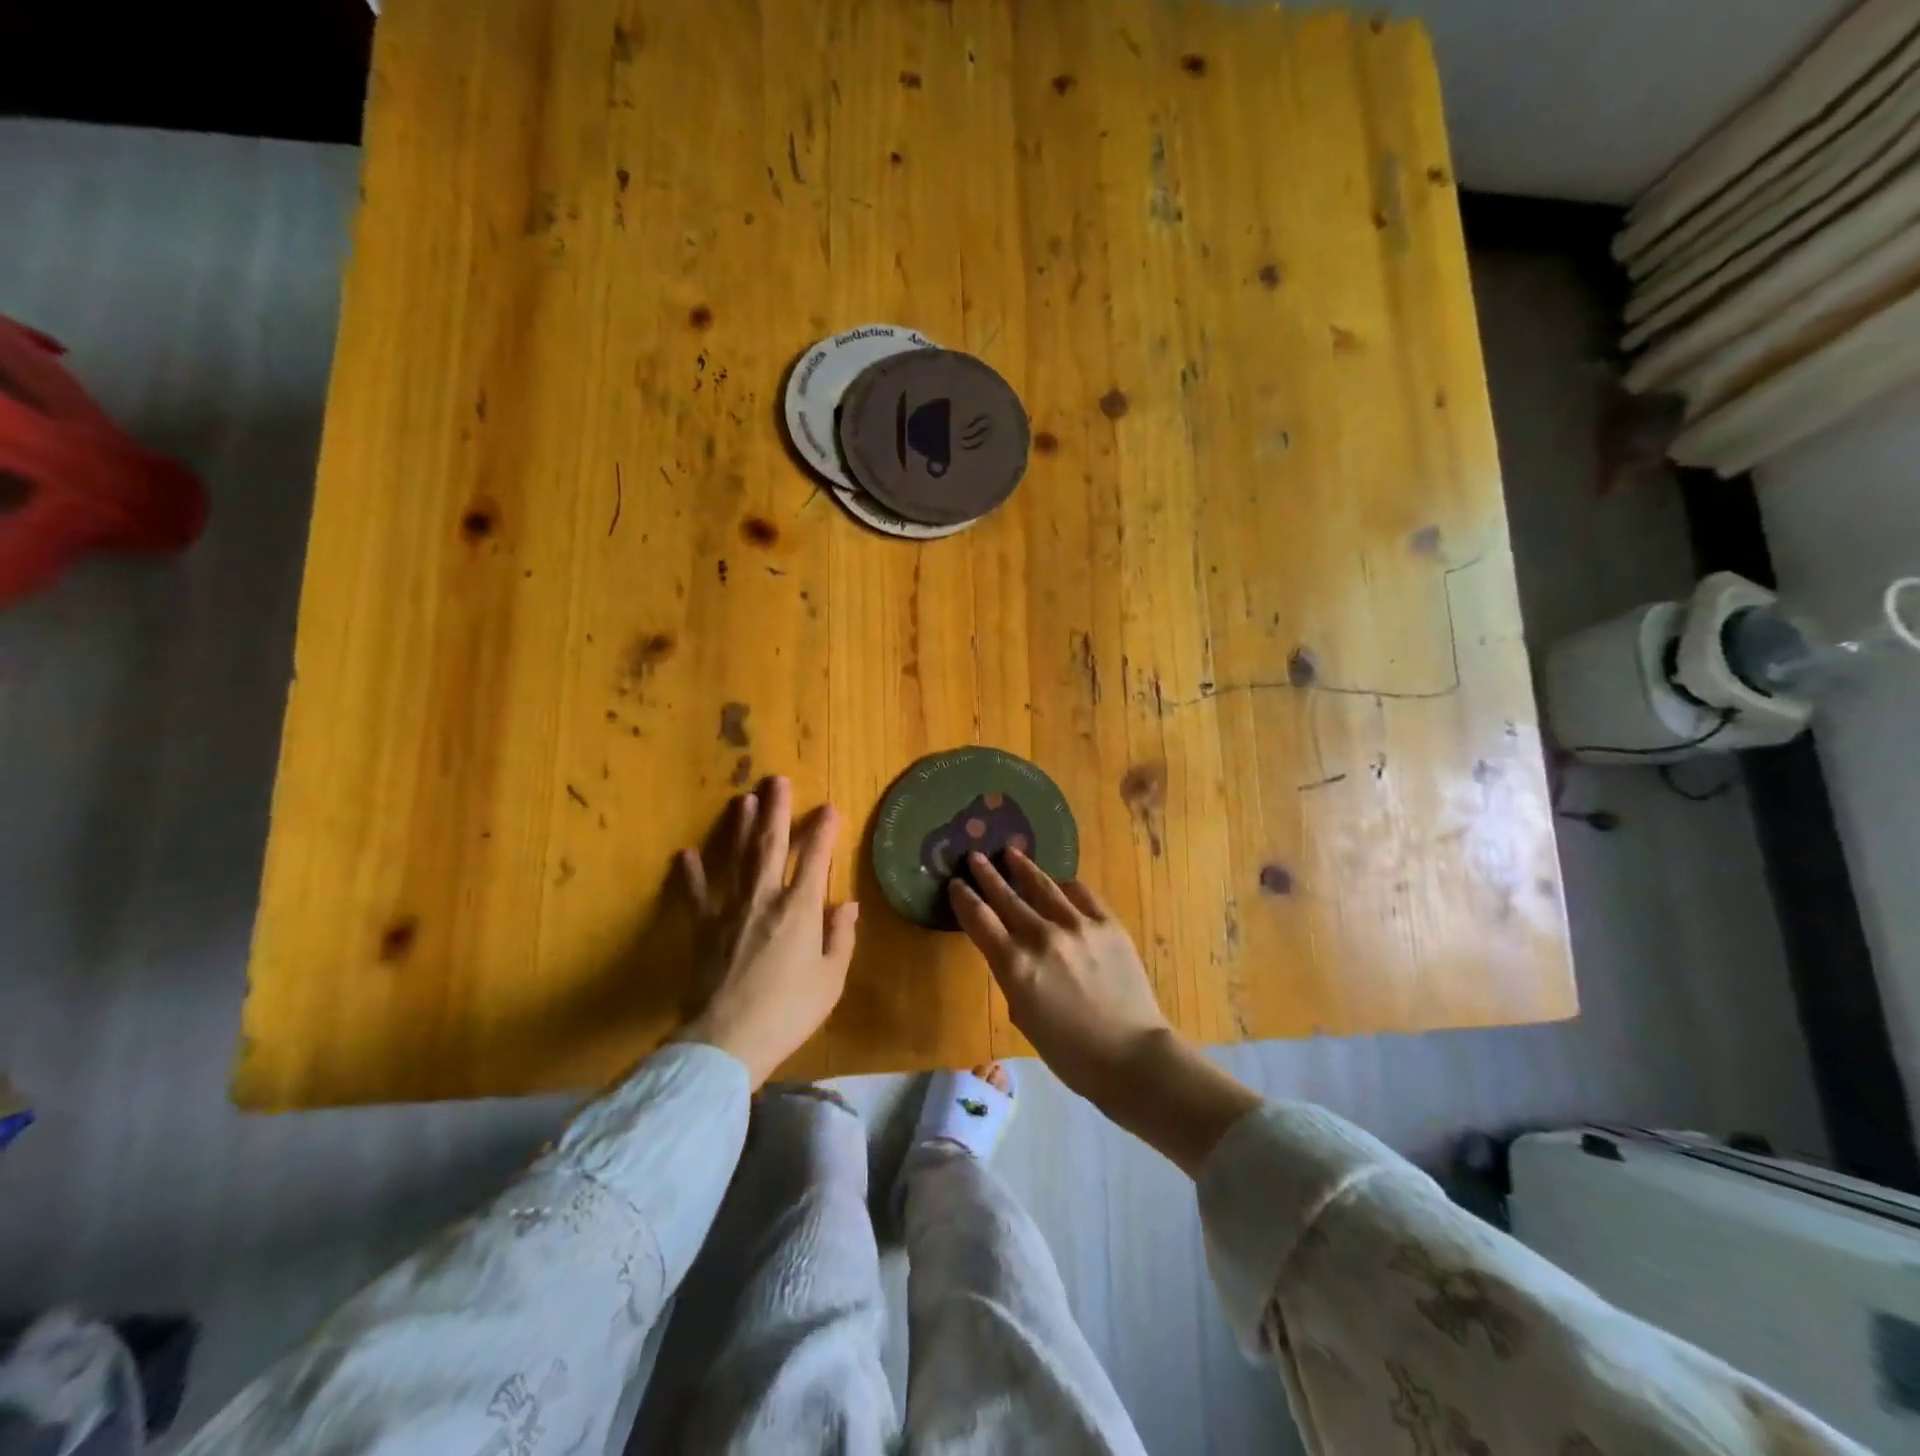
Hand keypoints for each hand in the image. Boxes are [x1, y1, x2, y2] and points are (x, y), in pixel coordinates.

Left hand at [672, 777, 858, 1087]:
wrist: (727, 1041)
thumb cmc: (788, 1012)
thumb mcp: (830, 979)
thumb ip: (840, 937)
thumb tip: (846, 903)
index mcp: (799, 910)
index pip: (815, 859)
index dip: (823, 831)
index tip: (829, 808)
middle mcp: (764, 899)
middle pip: (771, 845)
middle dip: (777, 811)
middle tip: (777, 781)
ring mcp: (729, 910)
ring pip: (736, 858)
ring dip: (740, 827)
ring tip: (743, 799)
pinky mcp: (703, 928)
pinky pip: (696, 894)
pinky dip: (691, 873)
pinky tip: (685, 853)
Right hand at [950, 849, 1261, 1175]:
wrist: (1132, 1056)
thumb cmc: (1070, 1052)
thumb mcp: (1023, 1016)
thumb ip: (1012, 976)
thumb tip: (1012, 951)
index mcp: (1015, 966)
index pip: (979, 920)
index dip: (964, 899)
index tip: (956, 884)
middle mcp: (1041, 937)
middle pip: (1006, 896)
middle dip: (987, 874)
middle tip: (975, 856)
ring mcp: (1077, 926)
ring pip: (1043, 886)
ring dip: (1024, 868)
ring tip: (1012, 853)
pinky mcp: (1107, 924)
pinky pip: (1081, 894)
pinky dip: (1066, 886)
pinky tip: (1060, 882)